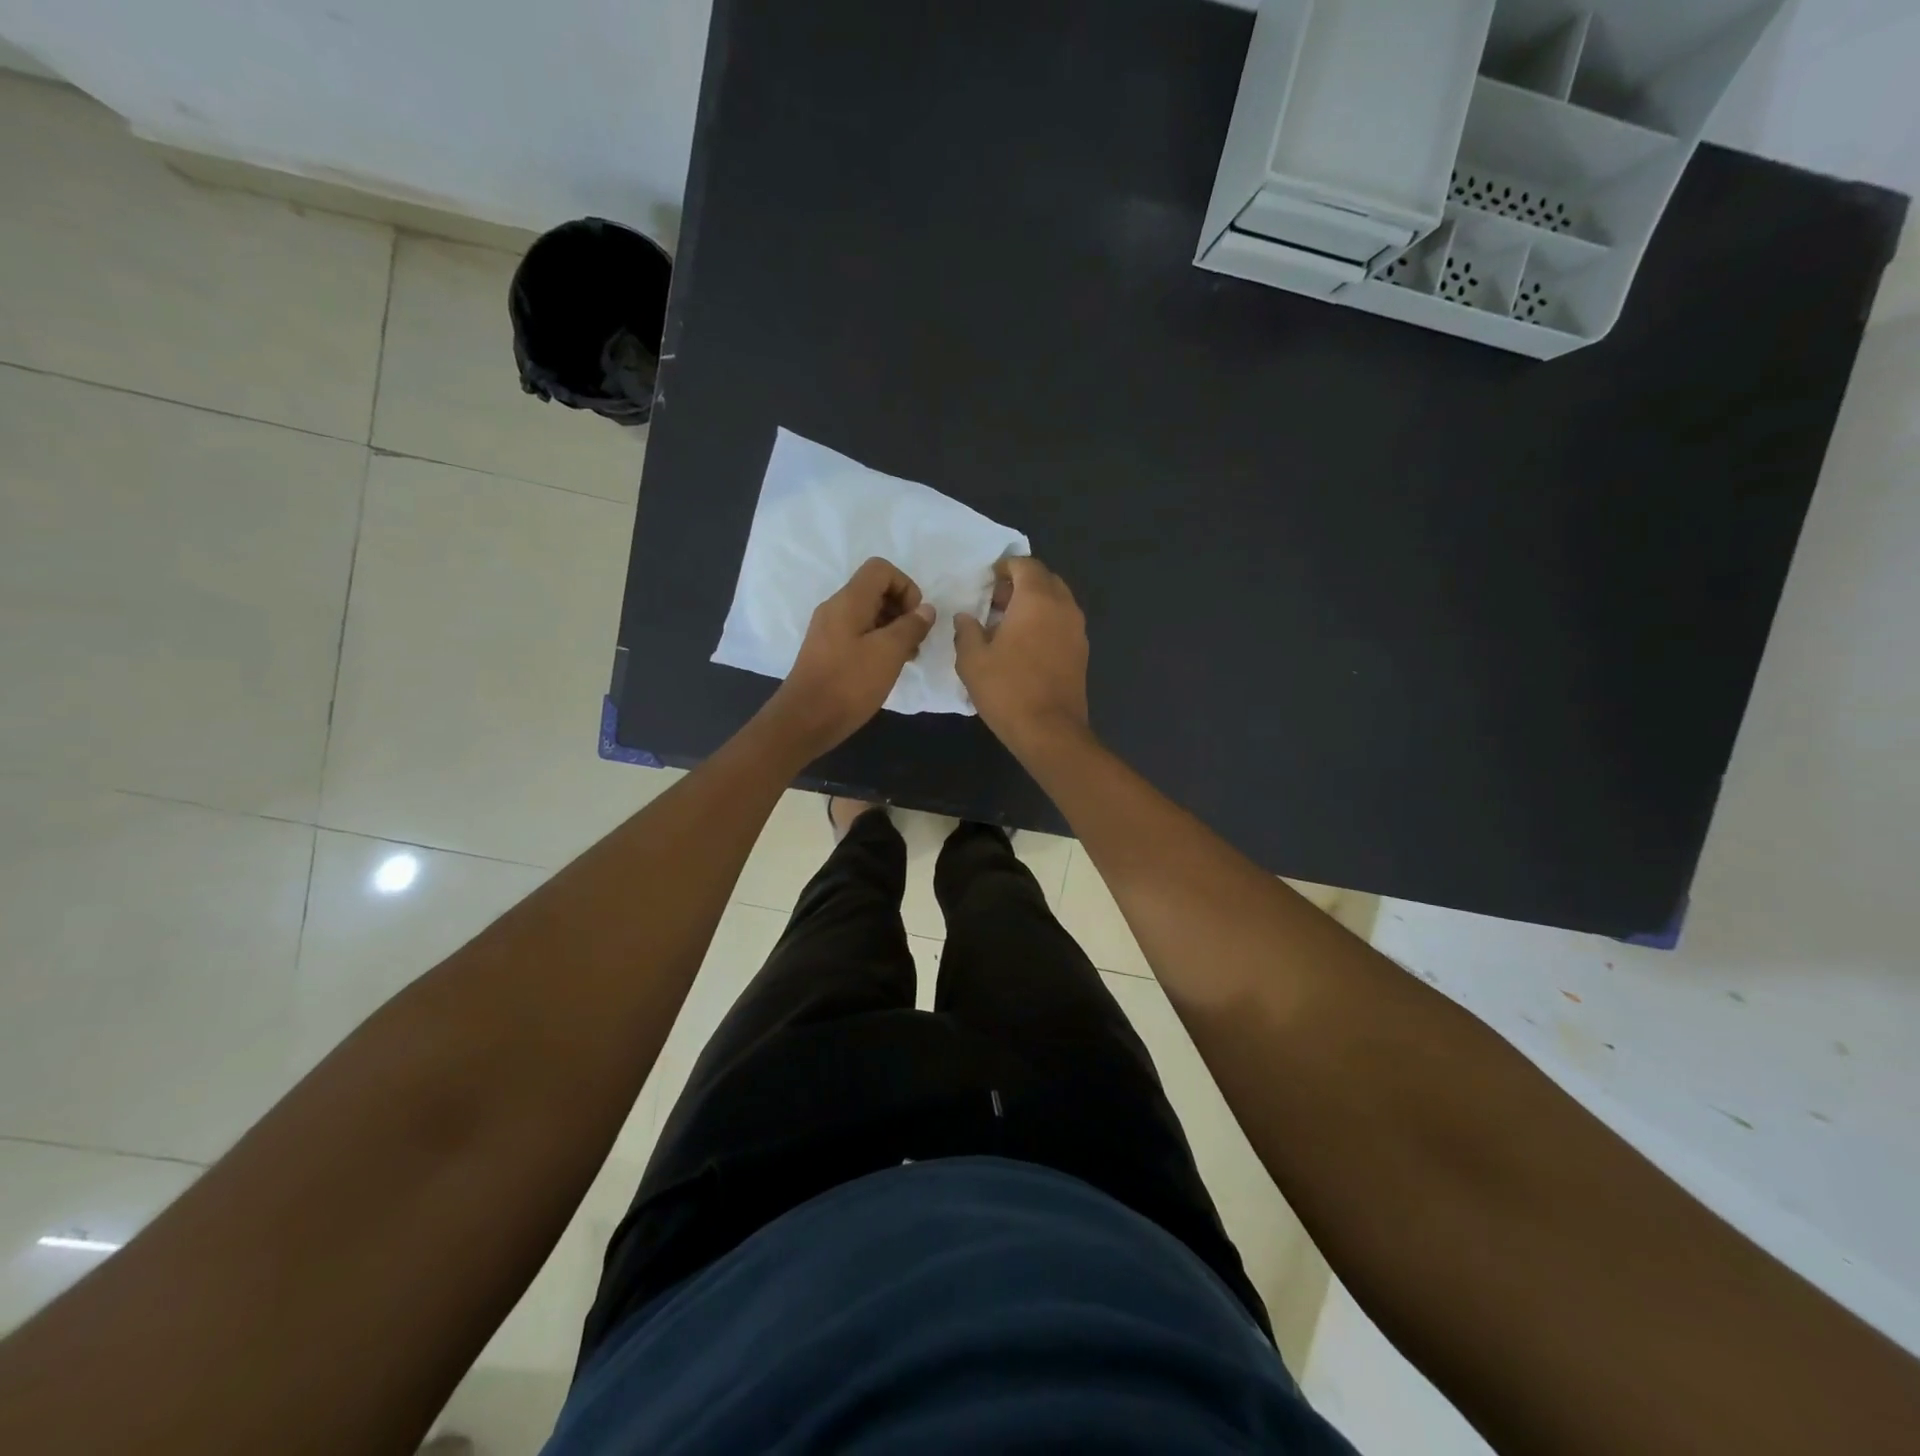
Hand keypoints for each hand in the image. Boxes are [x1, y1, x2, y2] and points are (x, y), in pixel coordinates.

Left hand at [767, 557, 935, 756]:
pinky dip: (878, 643)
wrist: (805, 720)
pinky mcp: (827, 651)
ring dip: (893, 629)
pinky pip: (858, 634)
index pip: (881, 570)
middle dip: (902, 610)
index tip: (915, 619)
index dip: (906, 587)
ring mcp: (829, 630)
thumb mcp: (889, 653)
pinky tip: (887, 668)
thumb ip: (911, 626)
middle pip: (876, 590)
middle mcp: (836, 608)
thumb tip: (926, 609)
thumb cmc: (850, 683)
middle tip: (915, 642)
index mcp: (848, 601)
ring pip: (869, 614)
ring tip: (906, 658)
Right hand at [955, 556, 1090, 757]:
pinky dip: (1046, 622)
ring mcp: (1077, 630)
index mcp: (1037, 599)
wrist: (1050, 731)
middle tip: (996, 601)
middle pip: (1045, 580)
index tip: (989, 579)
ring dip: (1035, 604)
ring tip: (1008, 624)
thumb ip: (967, 631)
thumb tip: (966, 617)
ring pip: (1057, 602)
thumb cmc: (1007, 690)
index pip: (1025, 565)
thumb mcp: (972, 660)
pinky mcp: (1082, 652)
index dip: (1006, 567)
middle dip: (1021, 584)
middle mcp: (1063, 607)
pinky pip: (1063, 623)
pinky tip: (1025, 645)